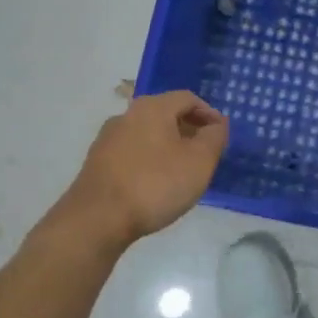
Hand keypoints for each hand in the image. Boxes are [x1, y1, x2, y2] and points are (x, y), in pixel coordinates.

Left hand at [64, 93, 229, 244]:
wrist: (97, 219)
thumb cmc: (155, 184)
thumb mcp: (199, 162)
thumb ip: (214, 137)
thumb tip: (217, 124)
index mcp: (152, 107)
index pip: (188, 98)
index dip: (208, 113)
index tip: (220, 134)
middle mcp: (127, 115)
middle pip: (165, 114)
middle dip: (189, 129)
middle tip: (205, 152)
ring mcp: (108, 138)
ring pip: (147, 133)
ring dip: (168, 145)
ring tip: (182, 170)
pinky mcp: (96, 162)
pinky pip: (132, 152)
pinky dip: (149, 159)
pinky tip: (156, 183)